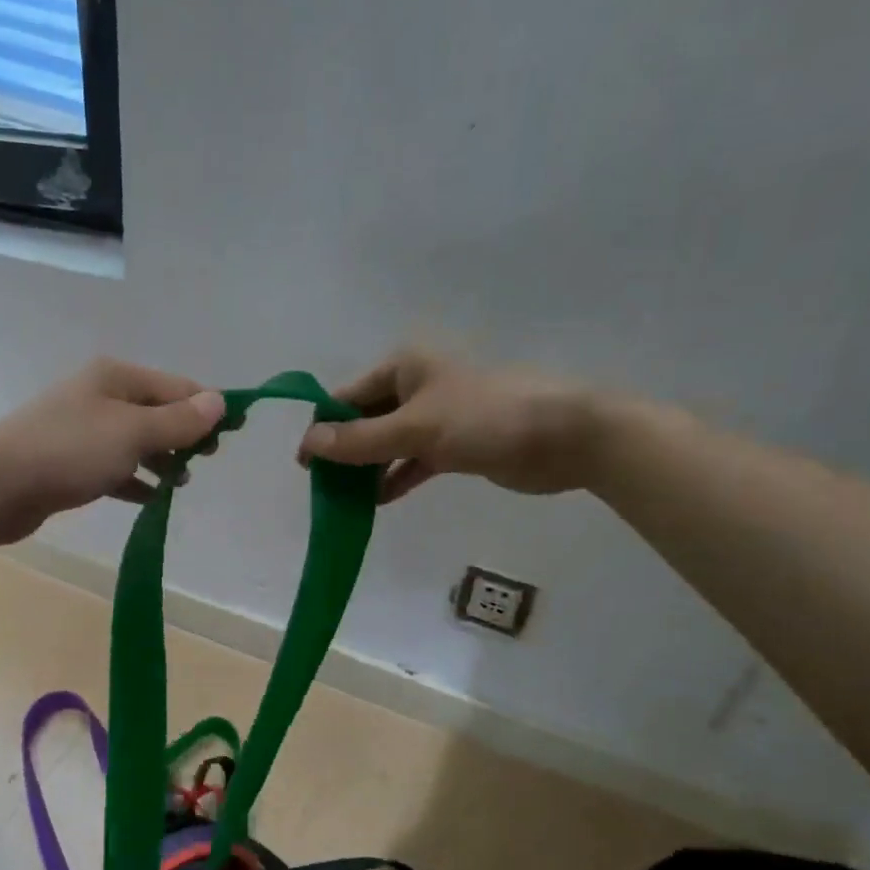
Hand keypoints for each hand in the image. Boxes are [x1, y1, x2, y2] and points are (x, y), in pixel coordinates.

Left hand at [0, 358, 225, 542]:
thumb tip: (219, 401)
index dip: (208, 408)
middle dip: (185, 435)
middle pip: (157, 412)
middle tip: (206, 461)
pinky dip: (135, 480)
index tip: (234, 435)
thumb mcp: (133, 432)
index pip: (177, 387)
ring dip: (162, 459)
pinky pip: (114, 467)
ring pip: (136, 441)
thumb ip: (178, 421)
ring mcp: (82, 430)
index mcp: (117, 377)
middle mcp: (100, 396)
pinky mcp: (69, 463)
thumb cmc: (70, 451)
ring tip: (180, 483)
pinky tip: (151, 498)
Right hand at [298, 348, 603, 502]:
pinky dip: (396, 477)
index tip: (304, 466)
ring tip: (343, 501)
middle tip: (322, 489)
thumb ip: (359, 441)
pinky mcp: (455, 443)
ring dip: (367, 469)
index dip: (322, 429)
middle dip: (344, 452)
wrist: (564, 436)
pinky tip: (377, 502)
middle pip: (365, 420)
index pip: (346, 397)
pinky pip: (413, 460)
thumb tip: (307, 445)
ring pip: (388, 442)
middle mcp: (416, 386)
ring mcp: (437, 416)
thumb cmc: (485, 420)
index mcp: (403, 367)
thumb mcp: (414, 429)